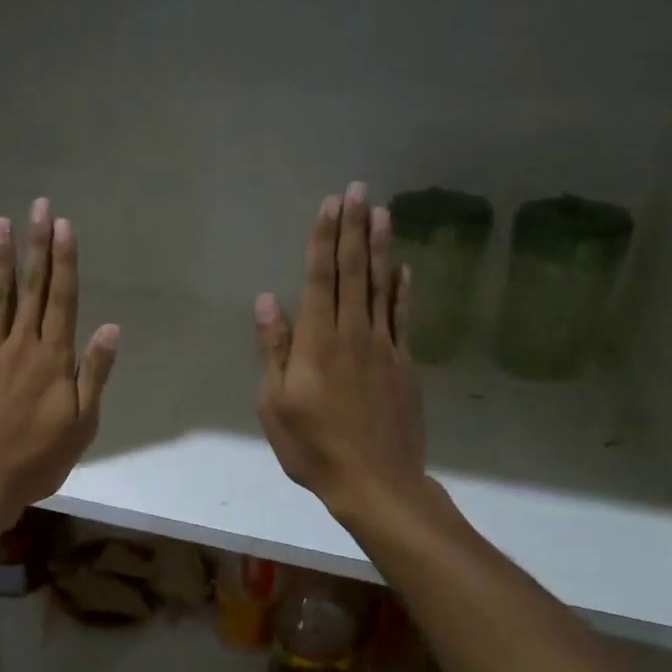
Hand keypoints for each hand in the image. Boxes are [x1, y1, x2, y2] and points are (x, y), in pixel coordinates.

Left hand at [0, 198, 119, 528]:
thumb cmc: (39, 458)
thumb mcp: (82, 423)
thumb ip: (94, 373)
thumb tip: (111, 328)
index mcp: (54, 358)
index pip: (62, 299)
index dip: (64, 260)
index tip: (64, 226)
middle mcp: (21, 346)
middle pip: (31, 288)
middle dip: (36, 245)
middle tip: (38, 206)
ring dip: (0, 258)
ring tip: (2, 223)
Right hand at [255, 182, 429, 530]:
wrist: (376, 482)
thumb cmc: (313, 446)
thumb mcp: (275, 403)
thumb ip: (274, 349)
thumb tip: (266, 300)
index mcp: (318, 342)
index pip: (321, 279)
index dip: (324, 240)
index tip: (330, 205)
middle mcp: (354, 334)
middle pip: (355, 272)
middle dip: (354, 229)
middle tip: (359, 190)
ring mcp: (385, 347)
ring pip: (383, 287)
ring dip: (381, 247)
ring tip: (383, 212)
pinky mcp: (405, 365)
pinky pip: (404, 317)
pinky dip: (404, 289)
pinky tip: (405, 268)